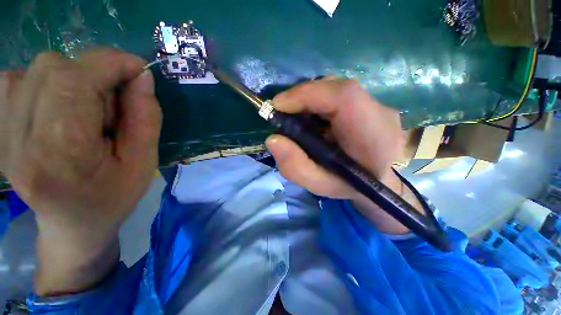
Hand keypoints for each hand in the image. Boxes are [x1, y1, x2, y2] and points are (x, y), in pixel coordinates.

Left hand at [0, 48, 161, 293]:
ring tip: (85, 112)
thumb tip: (142, 76)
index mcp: (59, 153)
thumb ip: (145, 117)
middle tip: (112, 105)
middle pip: (52, 68)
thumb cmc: (114, 196)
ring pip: (36, 70)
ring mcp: (1, 131)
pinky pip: (18, 79)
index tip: (138, 70)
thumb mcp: (144, 161)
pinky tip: (59, 109)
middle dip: (93, 73)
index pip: (74, 80)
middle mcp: (18, 137)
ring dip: (72, 80)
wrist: (72, 225)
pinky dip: (48, 83)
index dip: (110, 63)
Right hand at [266, 78, 417, 233]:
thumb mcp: (319, 185)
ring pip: (336, 88)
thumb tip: (272, 140)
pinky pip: (339, 94)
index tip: (278, 106)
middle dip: (303, 97)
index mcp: (373, 136)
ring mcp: (379, 105)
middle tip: (284, 114)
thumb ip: (295, 167)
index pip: (344, 97)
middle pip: (337, 88)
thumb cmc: (349, 186)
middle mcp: (381, 113)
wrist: (378, 181)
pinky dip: (319, 101)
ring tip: (299, 119)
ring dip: (310, 100)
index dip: (307, 94)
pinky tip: (314, 118)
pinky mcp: (372, 104)